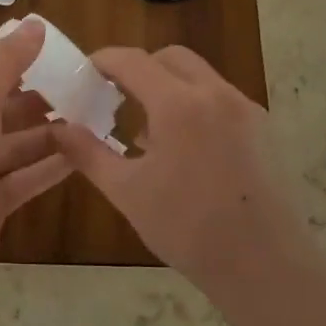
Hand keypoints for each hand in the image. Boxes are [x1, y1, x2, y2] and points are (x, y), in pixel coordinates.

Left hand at [0, 19, 71, 293]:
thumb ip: (6, 61)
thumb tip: (35, 24)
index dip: (18, 64)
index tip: (61, 57)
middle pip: (2, 110)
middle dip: (40, 99)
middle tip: (87, 89)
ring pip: (17, 145)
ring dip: (52, 133)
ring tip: (95, 118)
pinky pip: (25, 178)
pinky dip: (51, 167)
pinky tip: (85, 155)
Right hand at [49, 45, 300, 292]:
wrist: (266, 266)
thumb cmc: (188, 229)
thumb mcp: (127, 192)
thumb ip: (88, 153)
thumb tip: (59, 130)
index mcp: (179, 104)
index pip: (132, 61)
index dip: (103, 61)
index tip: (83, 73)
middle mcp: (215, 94)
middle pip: (170, 58)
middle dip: (139, 68)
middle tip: (114, 96)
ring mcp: (245, 109)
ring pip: (199, 76)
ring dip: (168, 86)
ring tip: (146, 130)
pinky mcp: (263, 129)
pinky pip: (219, 99)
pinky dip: (194, 105)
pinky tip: (183, 149)